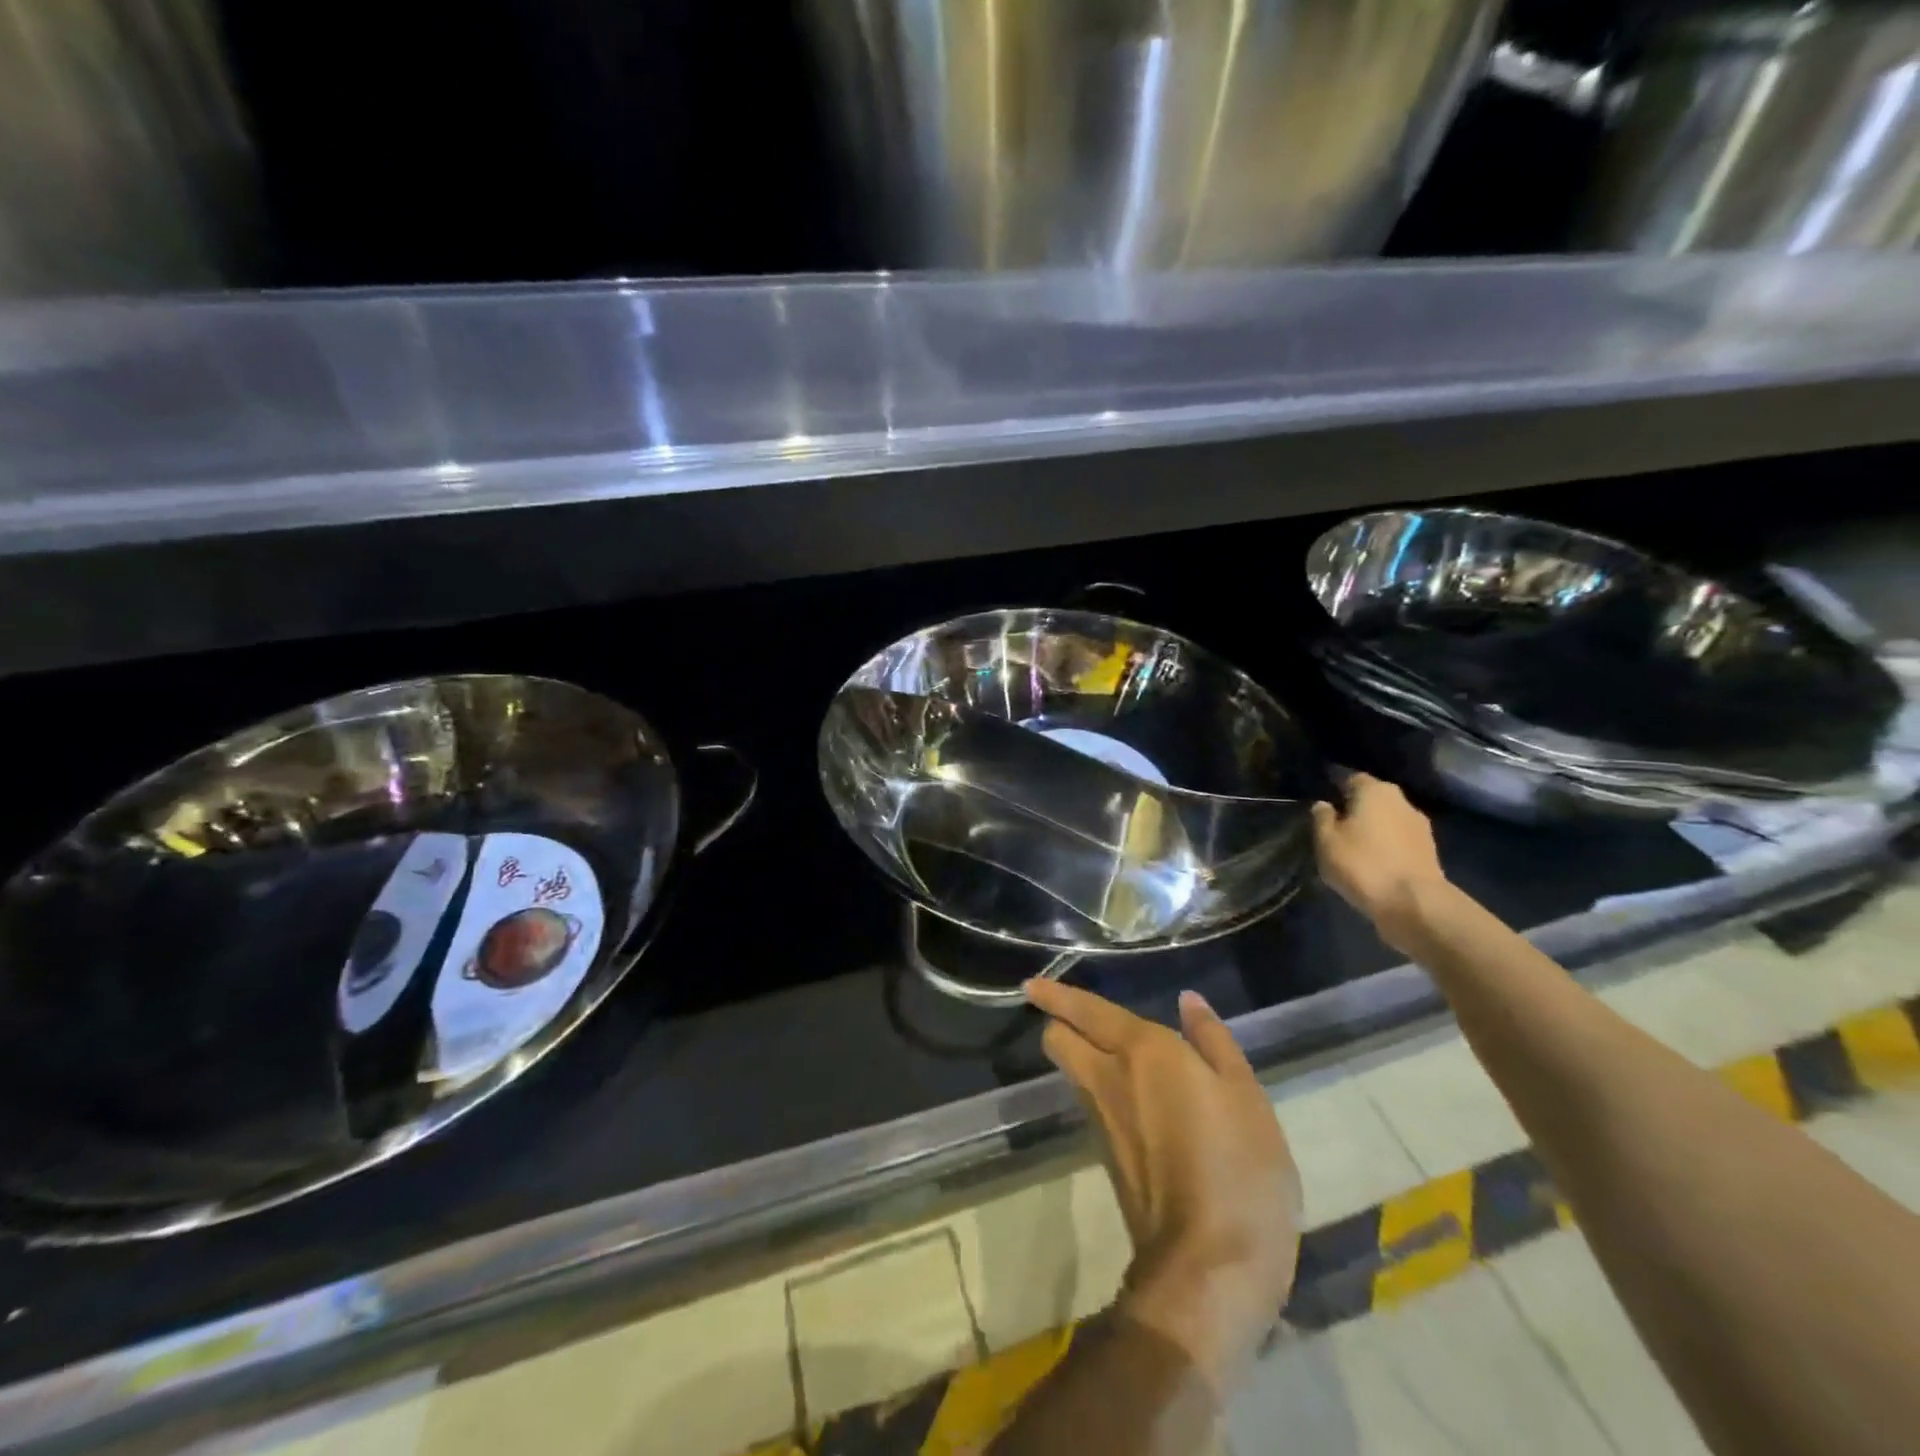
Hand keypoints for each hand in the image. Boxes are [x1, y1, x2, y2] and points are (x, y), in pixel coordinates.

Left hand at [1026, 979, 1299, 1394]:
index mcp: (1141, 1050)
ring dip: (1078, 1056)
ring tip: (1105, 1050)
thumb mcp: (1245, 1094)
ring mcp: (1102, 1122)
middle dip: (1058, 1023)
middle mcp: (1109, 1078)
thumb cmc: (1238, 1166)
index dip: (1055, 994)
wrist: (1209, 1266)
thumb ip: (1212, 1041)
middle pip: (1059, 1041)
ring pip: (1073, 1073)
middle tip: (1075, 1017)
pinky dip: (1099, 1090)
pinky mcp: (1106, 1159)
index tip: (1030, 986)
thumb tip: (1187, 1001)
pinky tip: (1129, 1097)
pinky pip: (1091, 1106)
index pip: (1084, 1010)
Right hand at [1312, 772, 1449, 950]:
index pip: (1351, 778)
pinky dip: (1388, 848)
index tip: (1323, 806)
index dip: (1335, 789)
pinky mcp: (1430, 851)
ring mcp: (1420, 826)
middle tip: (1336, 829)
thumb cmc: (1362, 864)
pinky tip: (1375, 864)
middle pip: (1373, 799)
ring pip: (1388, 821)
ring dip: (1374, 830)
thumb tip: (1324, 805)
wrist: (1414, 904)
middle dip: (1356, 810)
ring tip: (1355, 850)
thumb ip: (1322, 818)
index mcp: (1375, 790)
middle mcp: (1402, 801)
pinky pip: (1400, 841)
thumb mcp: (1326, 841)